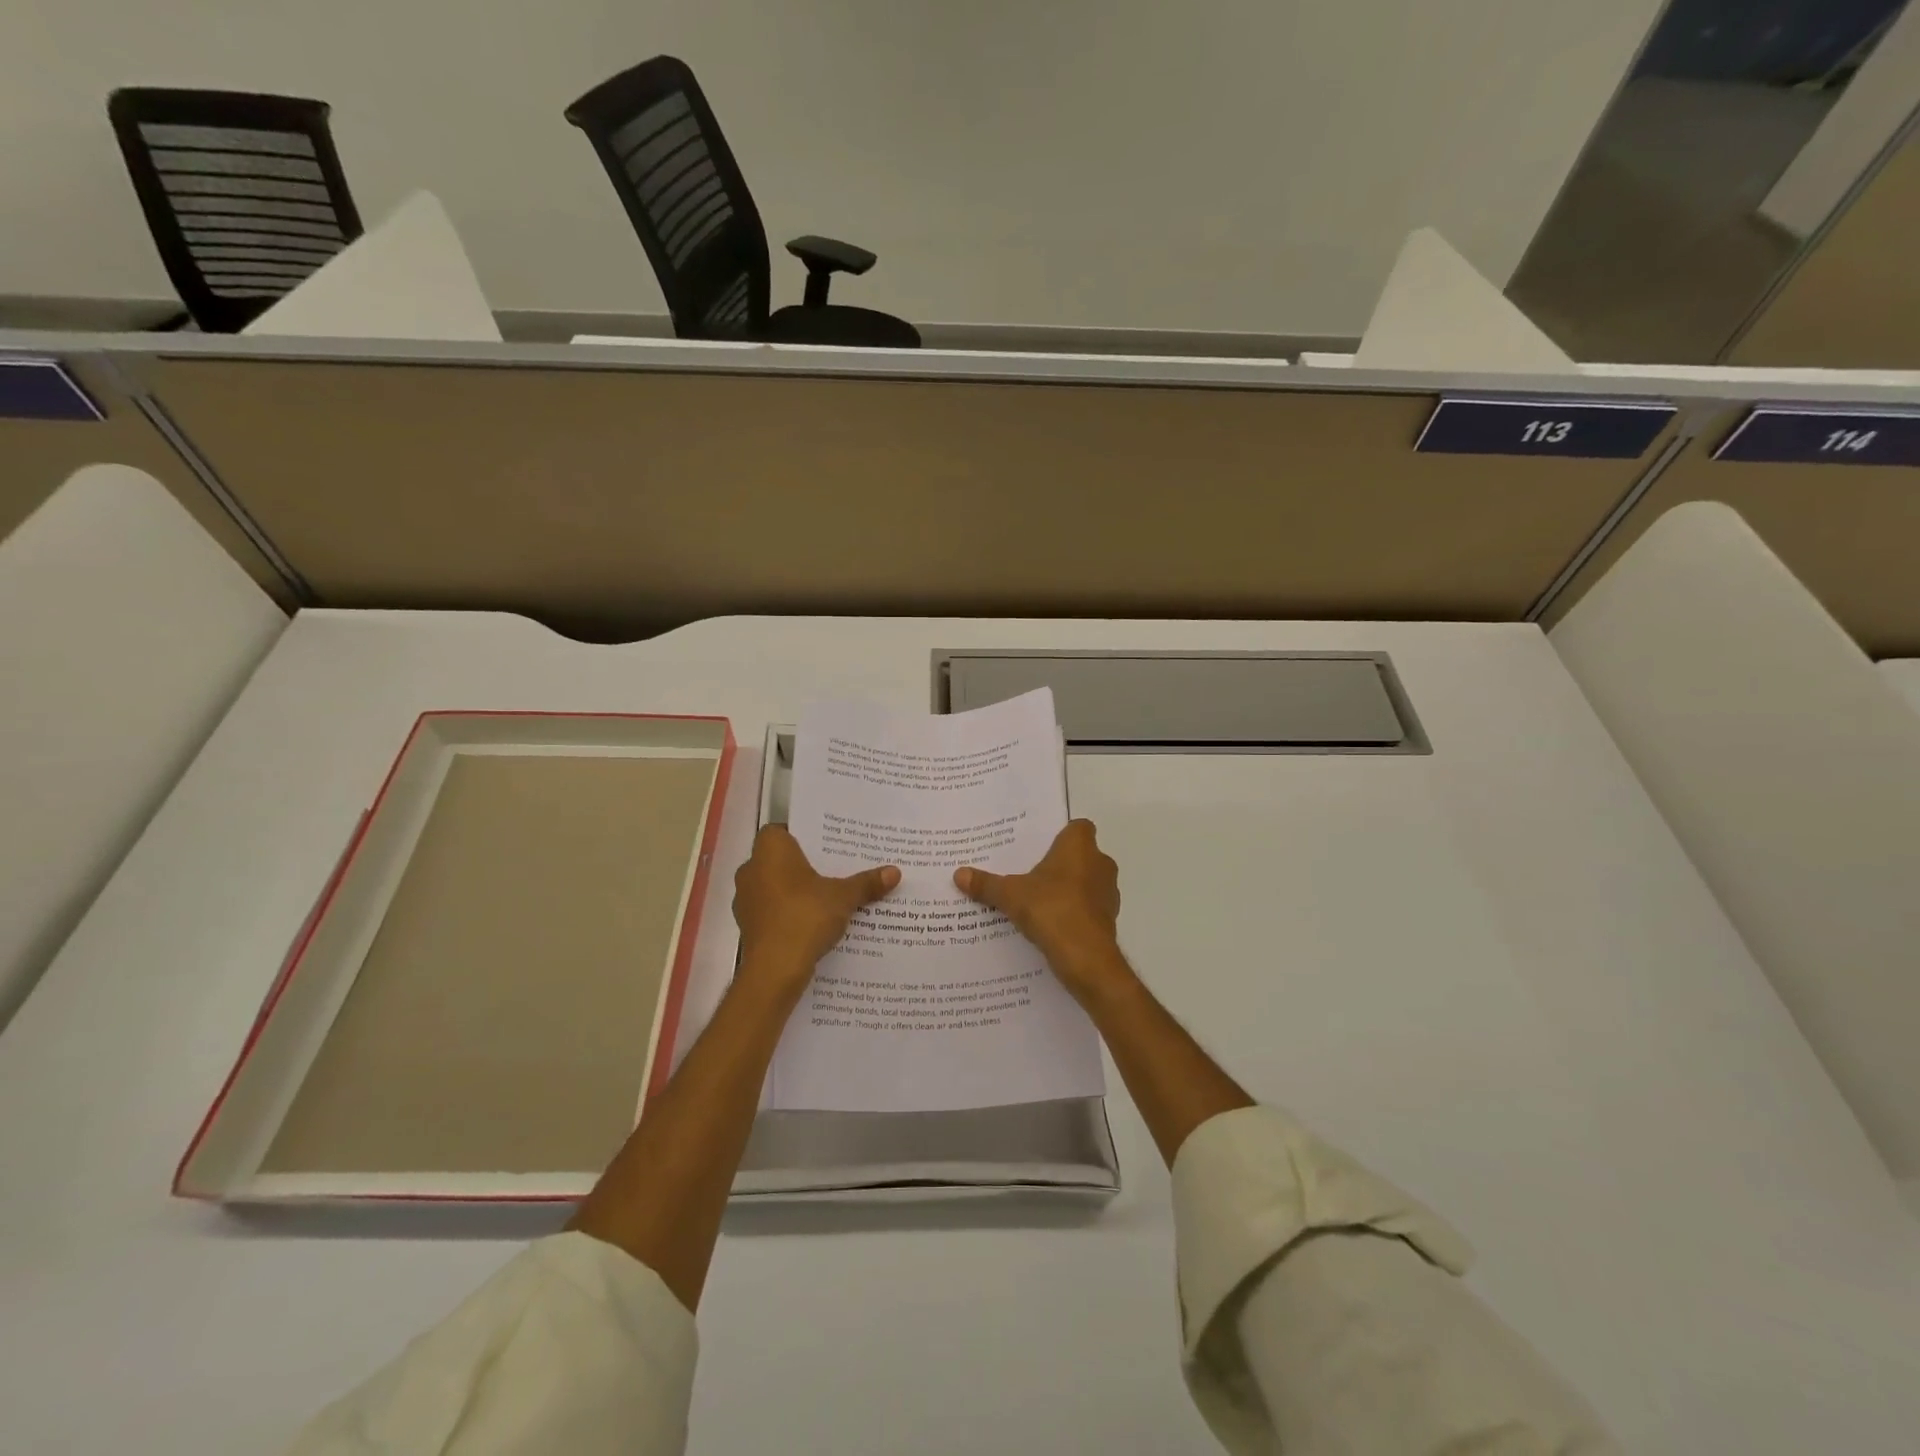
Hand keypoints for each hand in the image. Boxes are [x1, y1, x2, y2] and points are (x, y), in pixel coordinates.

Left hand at [733, 825, 898, 996]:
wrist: (775, 969)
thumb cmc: (805, 916)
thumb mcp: (843, 897)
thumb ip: (866, 883)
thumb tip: (895, 872)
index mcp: (770, 850)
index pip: (780, 831)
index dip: (800, 836)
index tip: (824, 846)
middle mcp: (751, 869)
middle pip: (779, 860)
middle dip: (802, 866)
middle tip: (832, 870)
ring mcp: (746, 900)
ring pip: (773, 887)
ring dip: (793, 892)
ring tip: (825, 898)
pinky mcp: (748, 926)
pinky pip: (771, 911)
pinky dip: (787, 914)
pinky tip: (811, 923)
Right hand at [954, 819, 1130, 1003]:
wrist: (1086, 957)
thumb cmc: (1051, 909)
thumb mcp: (1010, 895)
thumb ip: (986, 884)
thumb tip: (958, 874)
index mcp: (1080, 846)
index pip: (1078, 827)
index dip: (1061, 834)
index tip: (1039, 845)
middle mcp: (1100, 863)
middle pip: (1080, 855)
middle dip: (1059, 863)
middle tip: (1030, 871)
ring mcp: (1108, 892)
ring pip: (1086, 882)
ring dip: (1068, 888)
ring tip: (1036, 899)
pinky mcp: (1108, 919)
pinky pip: (1088, 907)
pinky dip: (1073, 912)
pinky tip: (1050, 923)